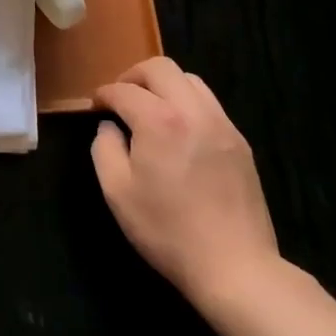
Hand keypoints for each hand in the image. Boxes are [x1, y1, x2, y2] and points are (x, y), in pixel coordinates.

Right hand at [92, 57, 280, 310]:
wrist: (235, 267)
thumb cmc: (168, 230)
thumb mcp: (117, 192)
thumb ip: (104, 148)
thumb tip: (109, 127)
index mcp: (159, 120)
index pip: (123, 90)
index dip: (104, 95)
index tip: (96, 107)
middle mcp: (192, 110)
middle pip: (160, 68)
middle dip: (133, 76)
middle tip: (121, 98)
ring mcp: (221, 124)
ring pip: (189, 79)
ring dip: (164, 85)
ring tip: (151, 109)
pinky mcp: (239, 141)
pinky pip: (209, 104)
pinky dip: (187, 103)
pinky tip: (180, 131)